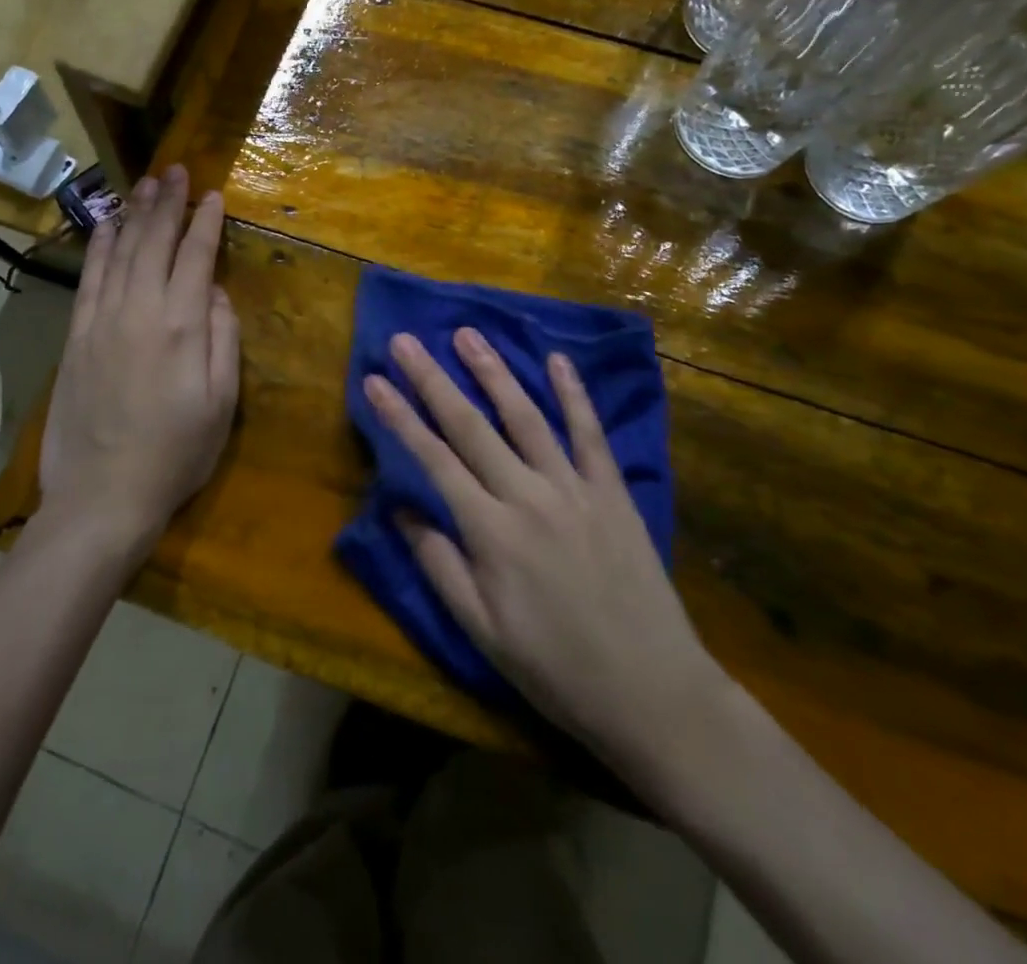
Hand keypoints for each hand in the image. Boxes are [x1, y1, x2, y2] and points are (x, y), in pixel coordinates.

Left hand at [38, 166, 239, 557]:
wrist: (102, 496)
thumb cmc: (175, 455)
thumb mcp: (222, 405)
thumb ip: (224, 342)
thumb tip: (218, 295)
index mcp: (182, 327)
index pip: (196, 257)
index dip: (206, 222)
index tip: (213, 195)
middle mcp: (140, 311)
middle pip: (155, 243)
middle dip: (168, 204)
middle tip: (177, 172)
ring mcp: (102, 321)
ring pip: (120, 252)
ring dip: (134, 214)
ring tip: (146, 184)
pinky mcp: (76, 336)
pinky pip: (89, 278)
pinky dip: (99, 247)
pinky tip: (107, 226)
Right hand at [365, 328, 730, 773]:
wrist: (652, 692)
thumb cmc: (555, 668)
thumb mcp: (481, 631)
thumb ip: (438, 563)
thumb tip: (397, 507)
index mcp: (490, 532)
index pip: (432, 459)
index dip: (399, 416)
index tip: (374, 379)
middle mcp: (528, 495)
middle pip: (470, 426)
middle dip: (433, 379)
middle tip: (407, 340)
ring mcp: (574, 488)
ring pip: (525, 417)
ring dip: (493, 373)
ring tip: (468, 334)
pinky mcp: (612, 491)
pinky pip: (590, 434)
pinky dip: (574, 394)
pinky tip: (557, 361)